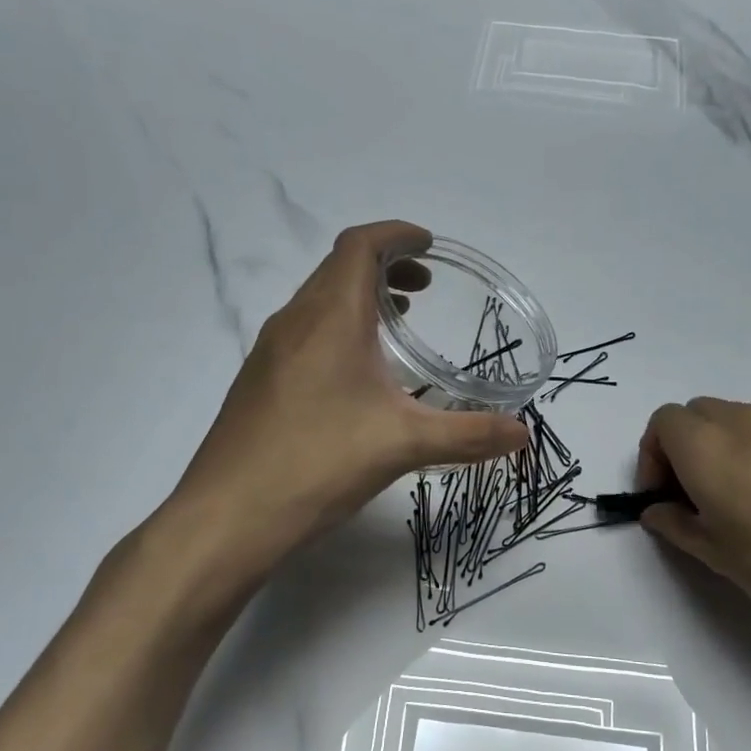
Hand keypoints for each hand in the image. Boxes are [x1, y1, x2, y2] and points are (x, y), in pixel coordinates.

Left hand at [166, 221, 527, 569]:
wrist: (227, 516)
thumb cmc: (318, 463)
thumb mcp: (404, 445)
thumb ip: (469, 435)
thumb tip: (523, 434)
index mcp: (330, 317)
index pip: (359, 245)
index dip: (396, 234)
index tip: (429, 245)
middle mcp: (295, 322)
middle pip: (338, 267)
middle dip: (384, 265)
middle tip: (424, 289)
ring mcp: (270, 352)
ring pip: (318, 301)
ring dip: (359, 298)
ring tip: (397, 325)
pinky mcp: (259, 383)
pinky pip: (304, 333)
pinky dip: (337, 329)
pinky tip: (356, 377)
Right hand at [636, 398, 750, 688]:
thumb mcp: (715, 554)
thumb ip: (675, 525)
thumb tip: (657, 511)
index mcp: (705, 443)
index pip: (662, 423)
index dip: (652, 458)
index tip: (662, 499)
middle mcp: (742, 421)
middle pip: (696, 415)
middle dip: (682, 448)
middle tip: (692, 498)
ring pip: (734, 421)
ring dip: (719, 448)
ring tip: (735, 501)